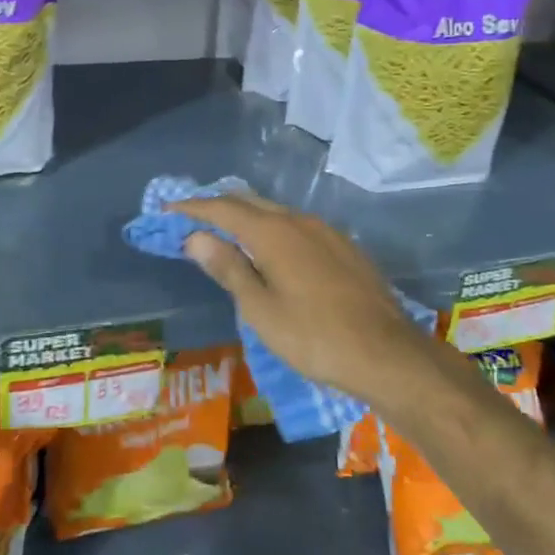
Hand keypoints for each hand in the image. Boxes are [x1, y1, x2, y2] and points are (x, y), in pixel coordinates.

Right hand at [170, 193, 431, 404]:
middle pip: (250, 202)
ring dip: (247, 216)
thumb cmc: (314, 336)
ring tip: (227, 232)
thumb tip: (196, 237)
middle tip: (193, 217)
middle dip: (219, 205)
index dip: (193, 207)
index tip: (168, 208)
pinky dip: (272, 228)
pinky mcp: (344, 247)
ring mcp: (326, 231)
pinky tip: (272, 250)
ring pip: (276, 212)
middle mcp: (299, 220)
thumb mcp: (261, 309)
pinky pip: (297, 226)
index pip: (222, 209)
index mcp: (273, 232)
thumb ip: (228, 268)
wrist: (387, 353)